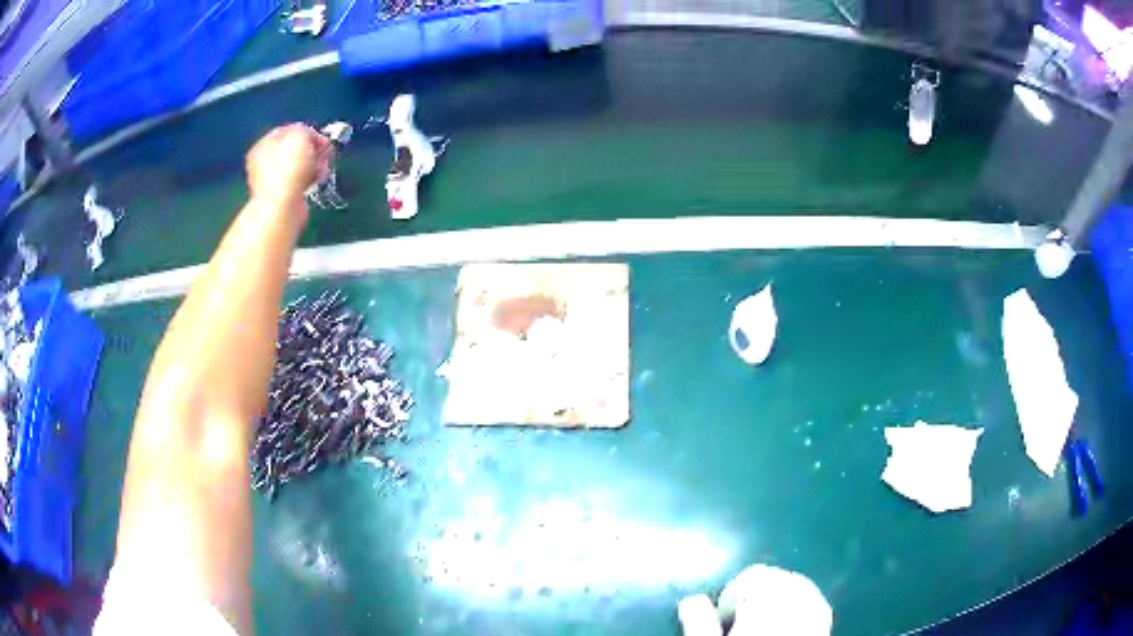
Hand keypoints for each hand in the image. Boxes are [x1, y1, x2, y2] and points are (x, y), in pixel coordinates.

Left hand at [245, 124, 330, 208]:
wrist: (283, 206)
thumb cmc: (287, 169)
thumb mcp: (300, 135)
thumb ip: (306, 130)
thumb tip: (310, 138)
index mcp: (263, 144)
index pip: (289, 131)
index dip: (307, 132)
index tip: (320, 138)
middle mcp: (264, 163)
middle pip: (294, 149)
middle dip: (312, 151)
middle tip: (323, 153)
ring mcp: (272, 181)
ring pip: (299, 166)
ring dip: (314, 166)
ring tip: (321, 169)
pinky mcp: (283, 196)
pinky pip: (301, 182)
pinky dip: (310, 180)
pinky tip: (315, 181)